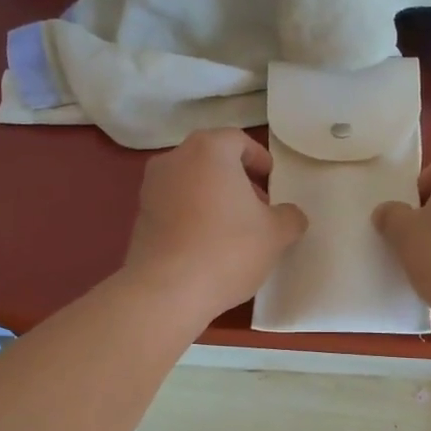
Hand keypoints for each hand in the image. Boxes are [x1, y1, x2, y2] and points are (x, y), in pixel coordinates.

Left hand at [121, 129, 308, 320]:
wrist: (167, 290)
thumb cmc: (228, 250)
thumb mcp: (276, 234)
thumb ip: (290, 217)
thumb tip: (290, 215)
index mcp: (209, 150)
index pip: (238, 140)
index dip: (259, 159)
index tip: (272, 182)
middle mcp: (175, 159)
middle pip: (212, 159)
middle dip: (237, 179)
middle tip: (258, 206)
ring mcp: (151, 188)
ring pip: (191, 182)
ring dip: (214, 198)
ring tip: (234, 230)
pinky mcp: (140, 217)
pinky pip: (175, 206)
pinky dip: (192, 216)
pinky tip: (208, 246)